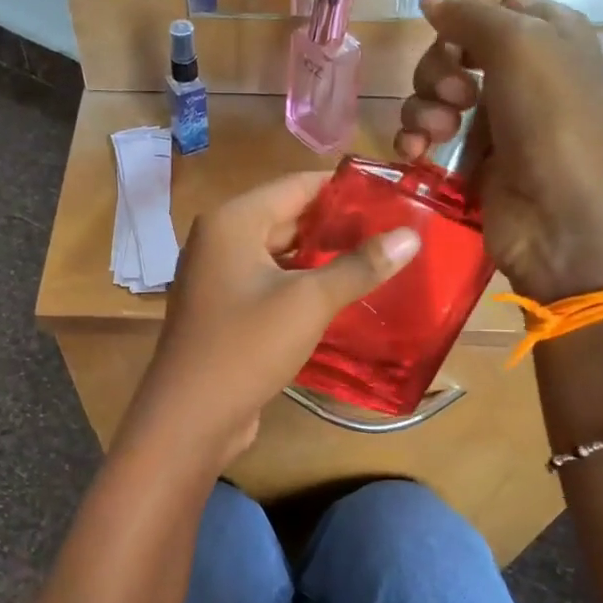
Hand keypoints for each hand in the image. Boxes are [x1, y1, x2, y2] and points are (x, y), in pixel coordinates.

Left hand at [119, 173, 419, 468]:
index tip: (393, 195)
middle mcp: (219, 240)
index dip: (345, 189)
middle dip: (337, 226)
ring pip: (280, 255)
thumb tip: (412, 235)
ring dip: (322, 259)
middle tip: (393, 231)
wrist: (190, 417)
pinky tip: (340, 296)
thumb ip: (360, 266)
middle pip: (288, 218)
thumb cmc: (246, 347)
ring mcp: (217, 277)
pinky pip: (269, 284)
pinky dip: (302, 285)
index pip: (298, 185)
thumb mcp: (309, 302)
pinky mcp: (224, 310)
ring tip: (377, 261)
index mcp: (232, 221)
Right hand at [396, 0, 602, 303]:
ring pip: (433, 96)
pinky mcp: (469, 165)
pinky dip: (414, 141)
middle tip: (457, 95)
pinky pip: (426, 140)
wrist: (565, 220)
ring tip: (439, 132)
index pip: (496, 4)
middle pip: (453, 51)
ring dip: (423, 108)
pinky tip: (416, 154)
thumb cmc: (554, 121)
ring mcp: (493, 123)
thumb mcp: (521, 46)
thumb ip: (470, 16)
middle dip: (438, 68)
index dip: (463, 10)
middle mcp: (520, 76)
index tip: (437, 22)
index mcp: (548, 36)